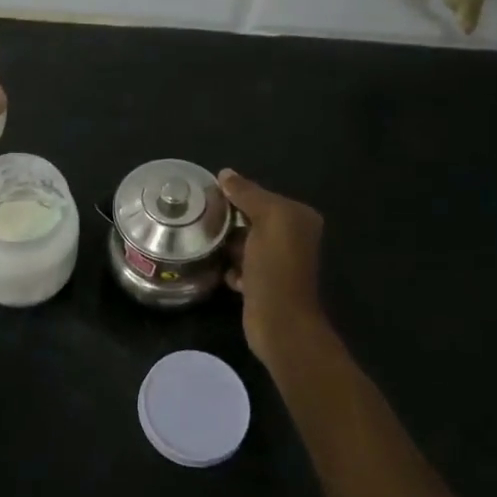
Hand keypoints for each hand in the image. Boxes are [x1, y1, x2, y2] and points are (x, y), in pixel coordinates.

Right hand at [218, 169, 326, 362]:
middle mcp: (291, 237)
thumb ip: (248, 194)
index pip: (261, 195)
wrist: (279, 322)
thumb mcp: (267, 219)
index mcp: (298, 217)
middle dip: (227, 219)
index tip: (206, 196)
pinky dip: (228, 267)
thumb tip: (225, 174)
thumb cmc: (276, 266)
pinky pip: (238, 265)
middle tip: (199, 218)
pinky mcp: (261, 283)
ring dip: (224, 243)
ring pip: (242, 242)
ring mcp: (276, 262)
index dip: (234, 194)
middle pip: (250, 218)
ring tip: (202, 241)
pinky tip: (217, 269)